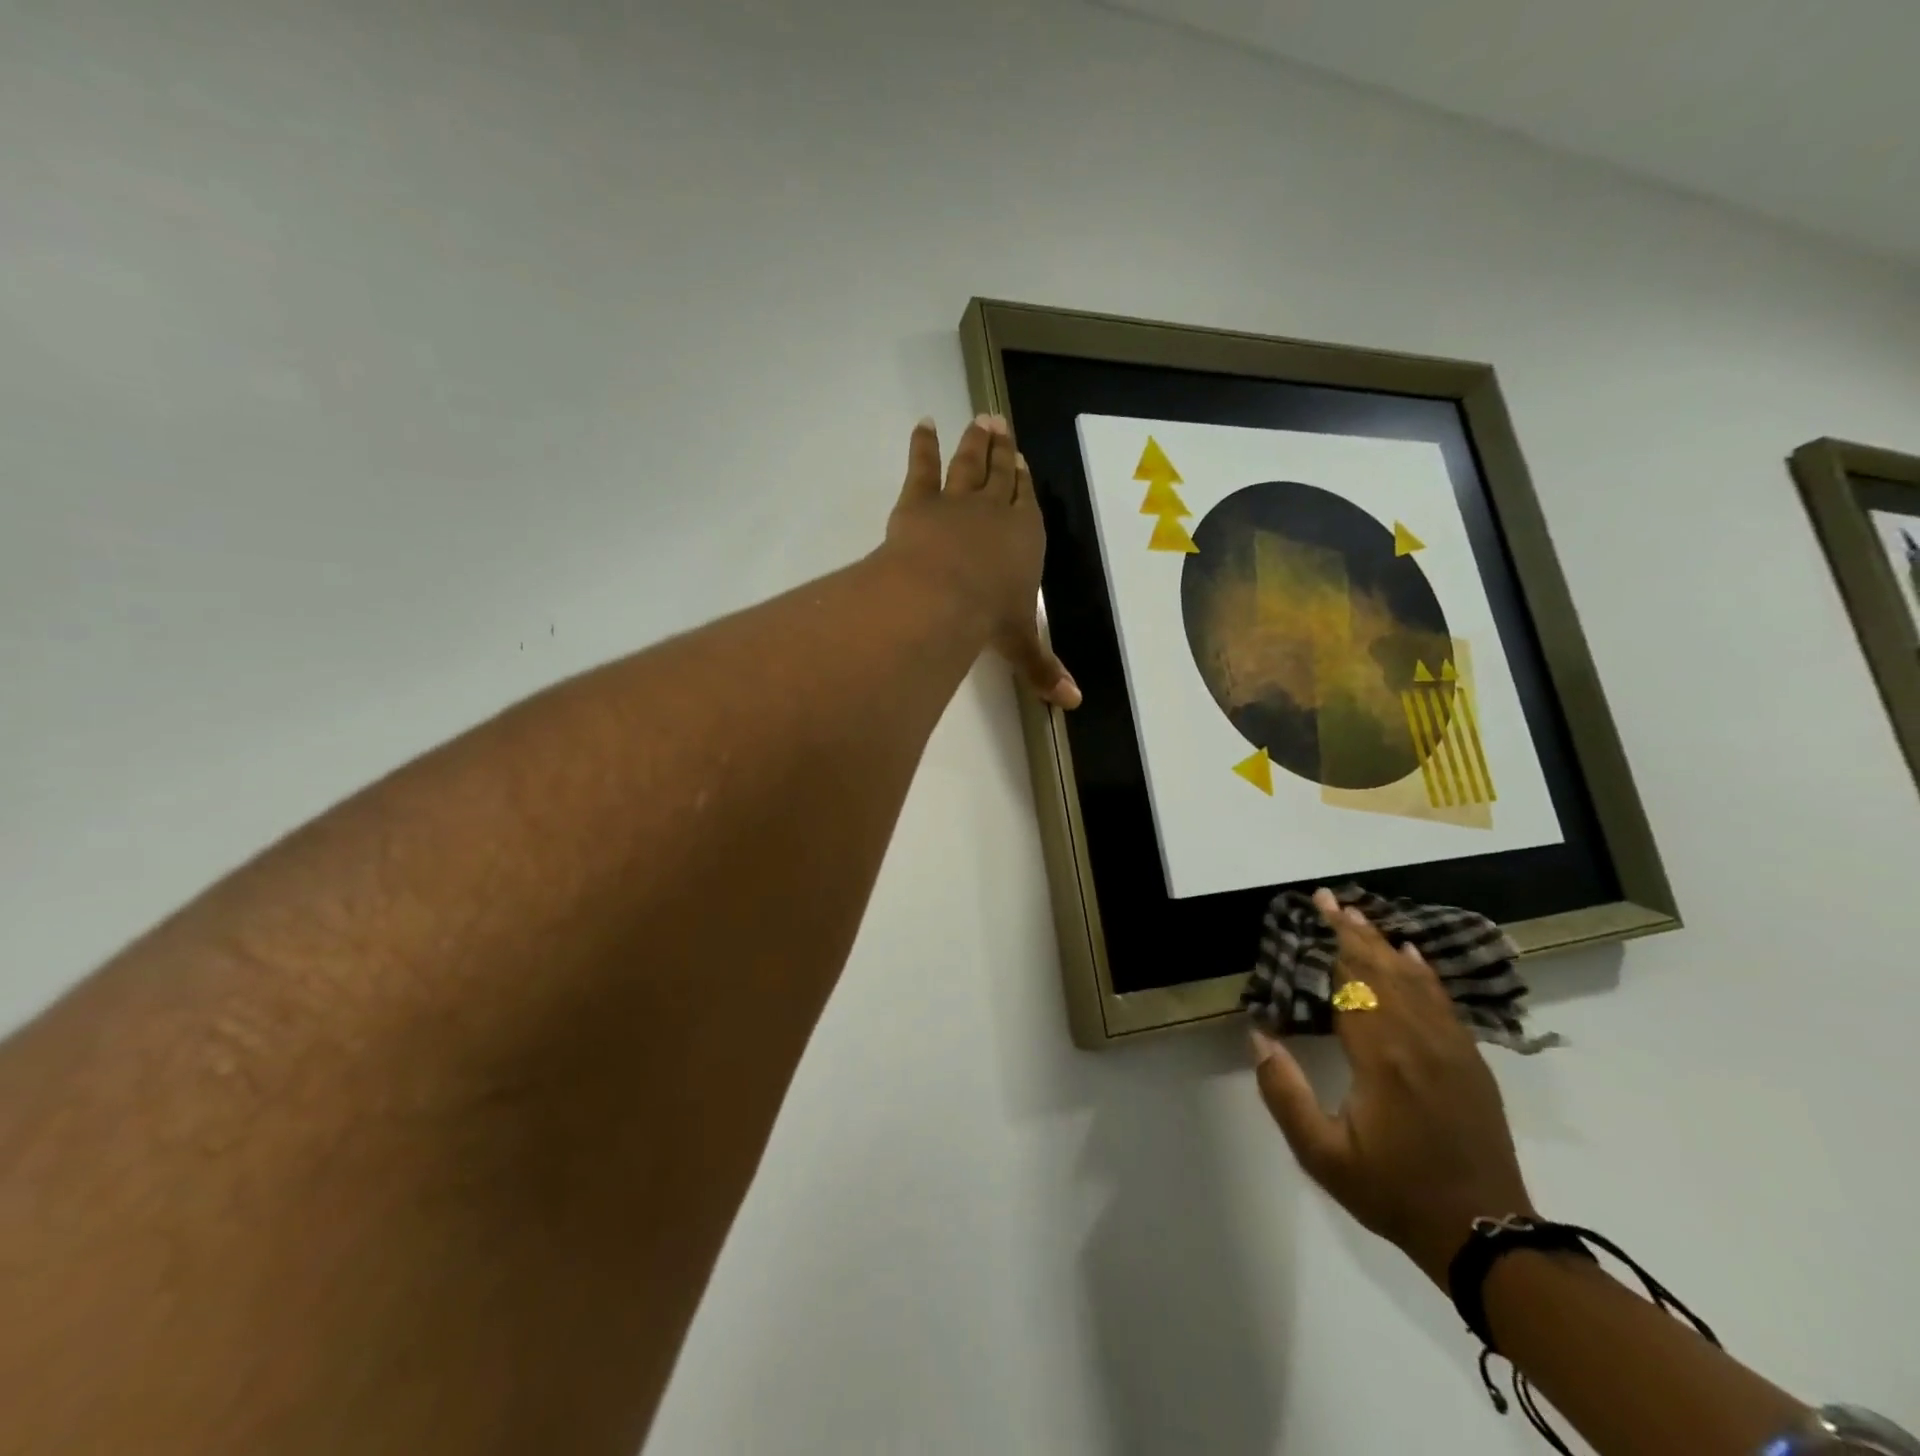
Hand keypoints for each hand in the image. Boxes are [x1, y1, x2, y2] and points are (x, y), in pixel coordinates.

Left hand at [884, 415, 1080, 708]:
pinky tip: (923, 425)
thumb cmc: (987, 617)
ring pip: (969, 465)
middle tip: (1001, 424)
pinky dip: (923, 445)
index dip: (1025, 483)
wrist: (941, 596)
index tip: (1023, 460)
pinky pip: (923, 467)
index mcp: (1024, 539)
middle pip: (1001, 475)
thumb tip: (1074, 704)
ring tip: (979, 419)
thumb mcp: (1019, 644)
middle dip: (1003, 451)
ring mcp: (957, 502)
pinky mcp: (920, 501)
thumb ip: (1043, 669)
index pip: (1027, 504)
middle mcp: (995, 513)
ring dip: (975, 442)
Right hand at [1252, 888, 1534, 1284]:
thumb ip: (1284, 1093)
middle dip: (1354, 932)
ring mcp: (1452, 1049)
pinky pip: (1444, 1002)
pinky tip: (1412, 955)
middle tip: (1330, 899)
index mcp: (1381, 1057)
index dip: (1333, 943)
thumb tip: (1259, 1035)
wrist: (1485, 1235)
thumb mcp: (1322, 1154)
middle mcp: (1419, 1041)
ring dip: (1385, 945)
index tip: (1316, 910)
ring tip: (1361, 917)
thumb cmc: (1393, 1191)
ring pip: (1415, 981)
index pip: (1353, 982)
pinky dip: (1424, 973)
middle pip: (1383, 971)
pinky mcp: (1471, 1062)